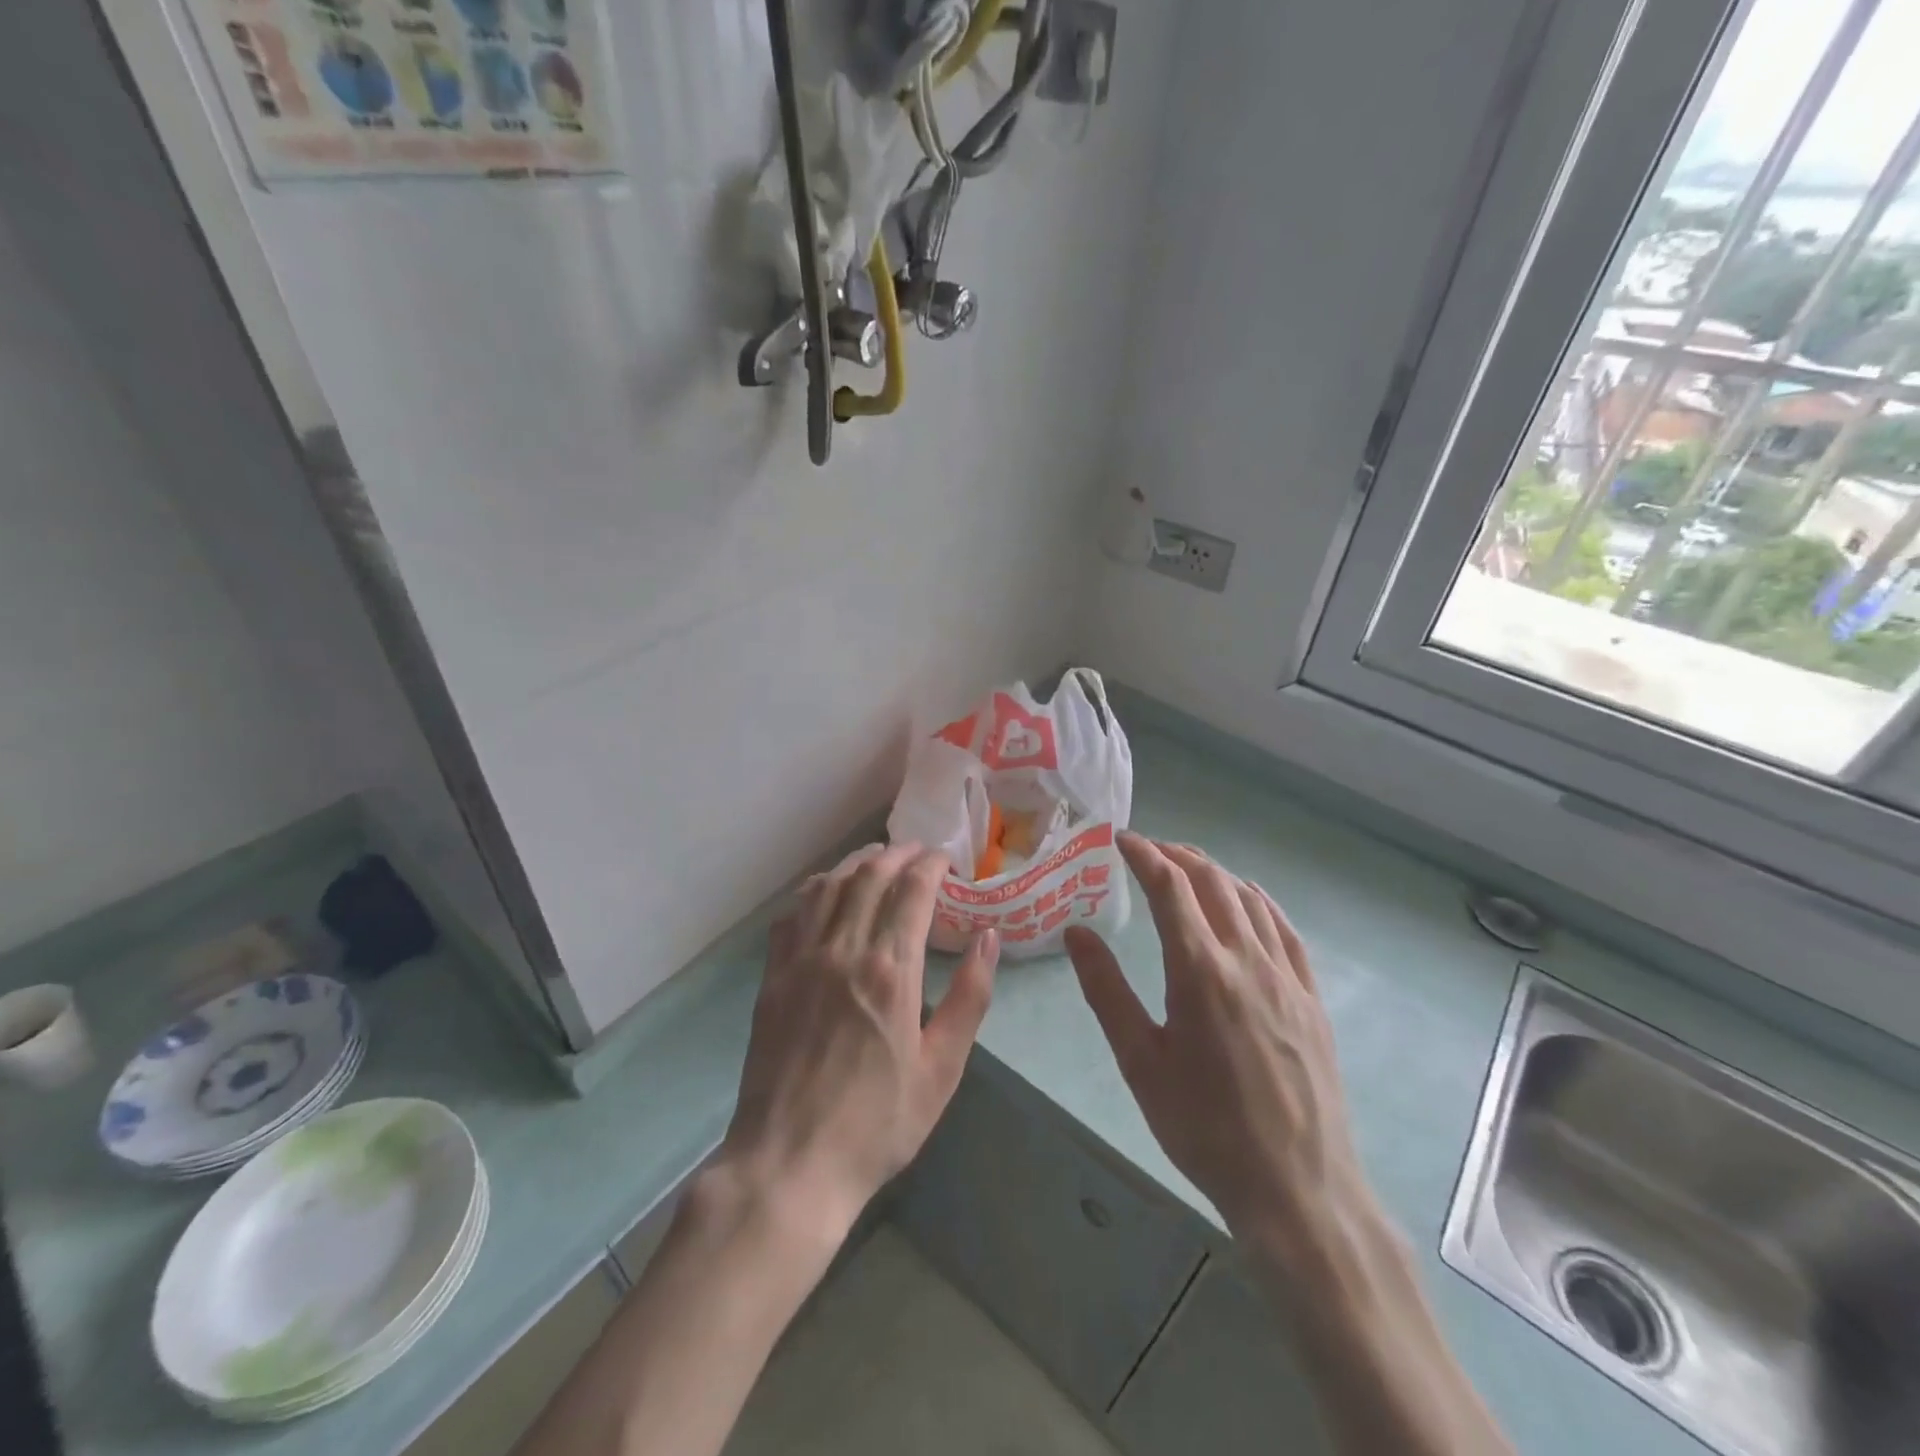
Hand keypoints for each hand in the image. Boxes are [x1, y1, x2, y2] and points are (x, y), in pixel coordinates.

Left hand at [719, 843, 998, 1244]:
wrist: (791, 1163)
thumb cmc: (878, 1122)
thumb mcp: (942, 1068)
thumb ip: (969, 996)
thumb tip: (989, 938)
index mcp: (890, 970)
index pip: (913, 891)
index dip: (932, 865)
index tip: (947, 860)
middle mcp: (843, 950)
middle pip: (871, 876)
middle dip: (899, 854)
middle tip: (919, 853)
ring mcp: (802, 960)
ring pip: (829, 886)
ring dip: (856, 863)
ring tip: (878, 859)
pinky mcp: (773, 977)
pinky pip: (793, 914)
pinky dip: (815, 890)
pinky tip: (827, 892)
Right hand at [1064, 833, 1368, 1247]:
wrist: (1296, 1187)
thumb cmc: (1204, 1127)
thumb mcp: (1140, 1061)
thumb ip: (1105, 990)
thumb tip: (1076, 932)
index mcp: (1200, 970)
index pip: (1170, 887)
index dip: (1144, 854)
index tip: (1120, 839)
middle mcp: (1247, 959)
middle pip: (1212, 881)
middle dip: (1176, 855)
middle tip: (1147, 850)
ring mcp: (1286, 976)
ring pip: (1249, 898)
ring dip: (1214, 872)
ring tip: (1187, 867)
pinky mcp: (1310, 997)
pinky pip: (1284, 928)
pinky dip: (1258, 900)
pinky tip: (1246, 900)